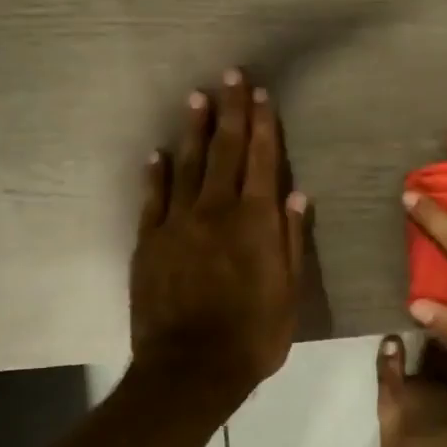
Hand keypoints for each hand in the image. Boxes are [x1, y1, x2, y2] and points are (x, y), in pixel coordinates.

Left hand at [132, 71, 307, 409]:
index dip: (263, 126)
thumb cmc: (253, 335)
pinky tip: (157, 153)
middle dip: (230, 112)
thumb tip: (297, 196)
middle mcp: (216, 212)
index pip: (262, 162)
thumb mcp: (289, 293)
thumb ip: (291, 241)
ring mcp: (177, 224)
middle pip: (225, 152)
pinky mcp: (149, 242)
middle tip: (230, 77)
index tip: (261, 95)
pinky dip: (155, 173)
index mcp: (255, 222)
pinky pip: (153, 198)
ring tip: (197, 99)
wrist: (190, 369)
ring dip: (193, 130)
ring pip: (186, 165)